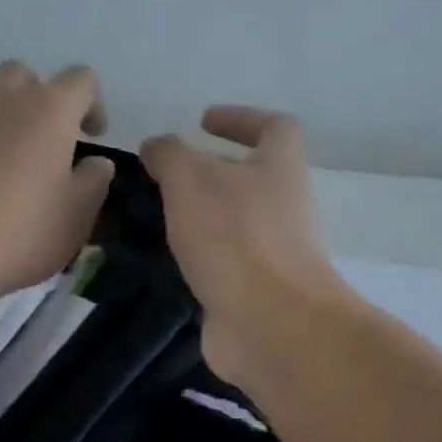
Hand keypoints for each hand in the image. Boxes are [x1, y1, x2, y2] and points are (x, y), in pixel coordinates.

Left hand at [0, 62, 114, 309]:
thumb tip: (97, 163)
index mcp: (48, 110)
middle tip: (46, 142)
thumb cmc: (18, 234)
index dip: (94, 104)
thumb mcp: (75, 218)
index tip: (93, 136)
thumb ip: (94, 183)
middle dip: (41, 100)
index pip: (81, 81)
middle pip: (25, 76)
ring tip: (2, 148)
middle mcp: (1, 97)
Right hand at [140, 107, 346, 383]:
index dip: (240, 118)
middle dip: (209, 174)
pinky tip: (166, 262)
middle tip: (164, 179)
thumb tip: (156, 147)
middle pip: (251, 178)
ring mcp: (275, 253)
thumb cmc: (235, 237)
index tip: (202, 123)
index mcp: (280, 168)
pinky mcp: (258, 291)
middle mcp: (285, 207)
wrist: (269, 323)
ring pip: (235, 224)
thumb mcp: (191, 179)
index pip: (274, 127)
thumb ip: (169, 155)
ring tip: (156, 220)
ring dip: (201, 219)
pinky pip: (226, 264)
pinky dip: (200, 259)